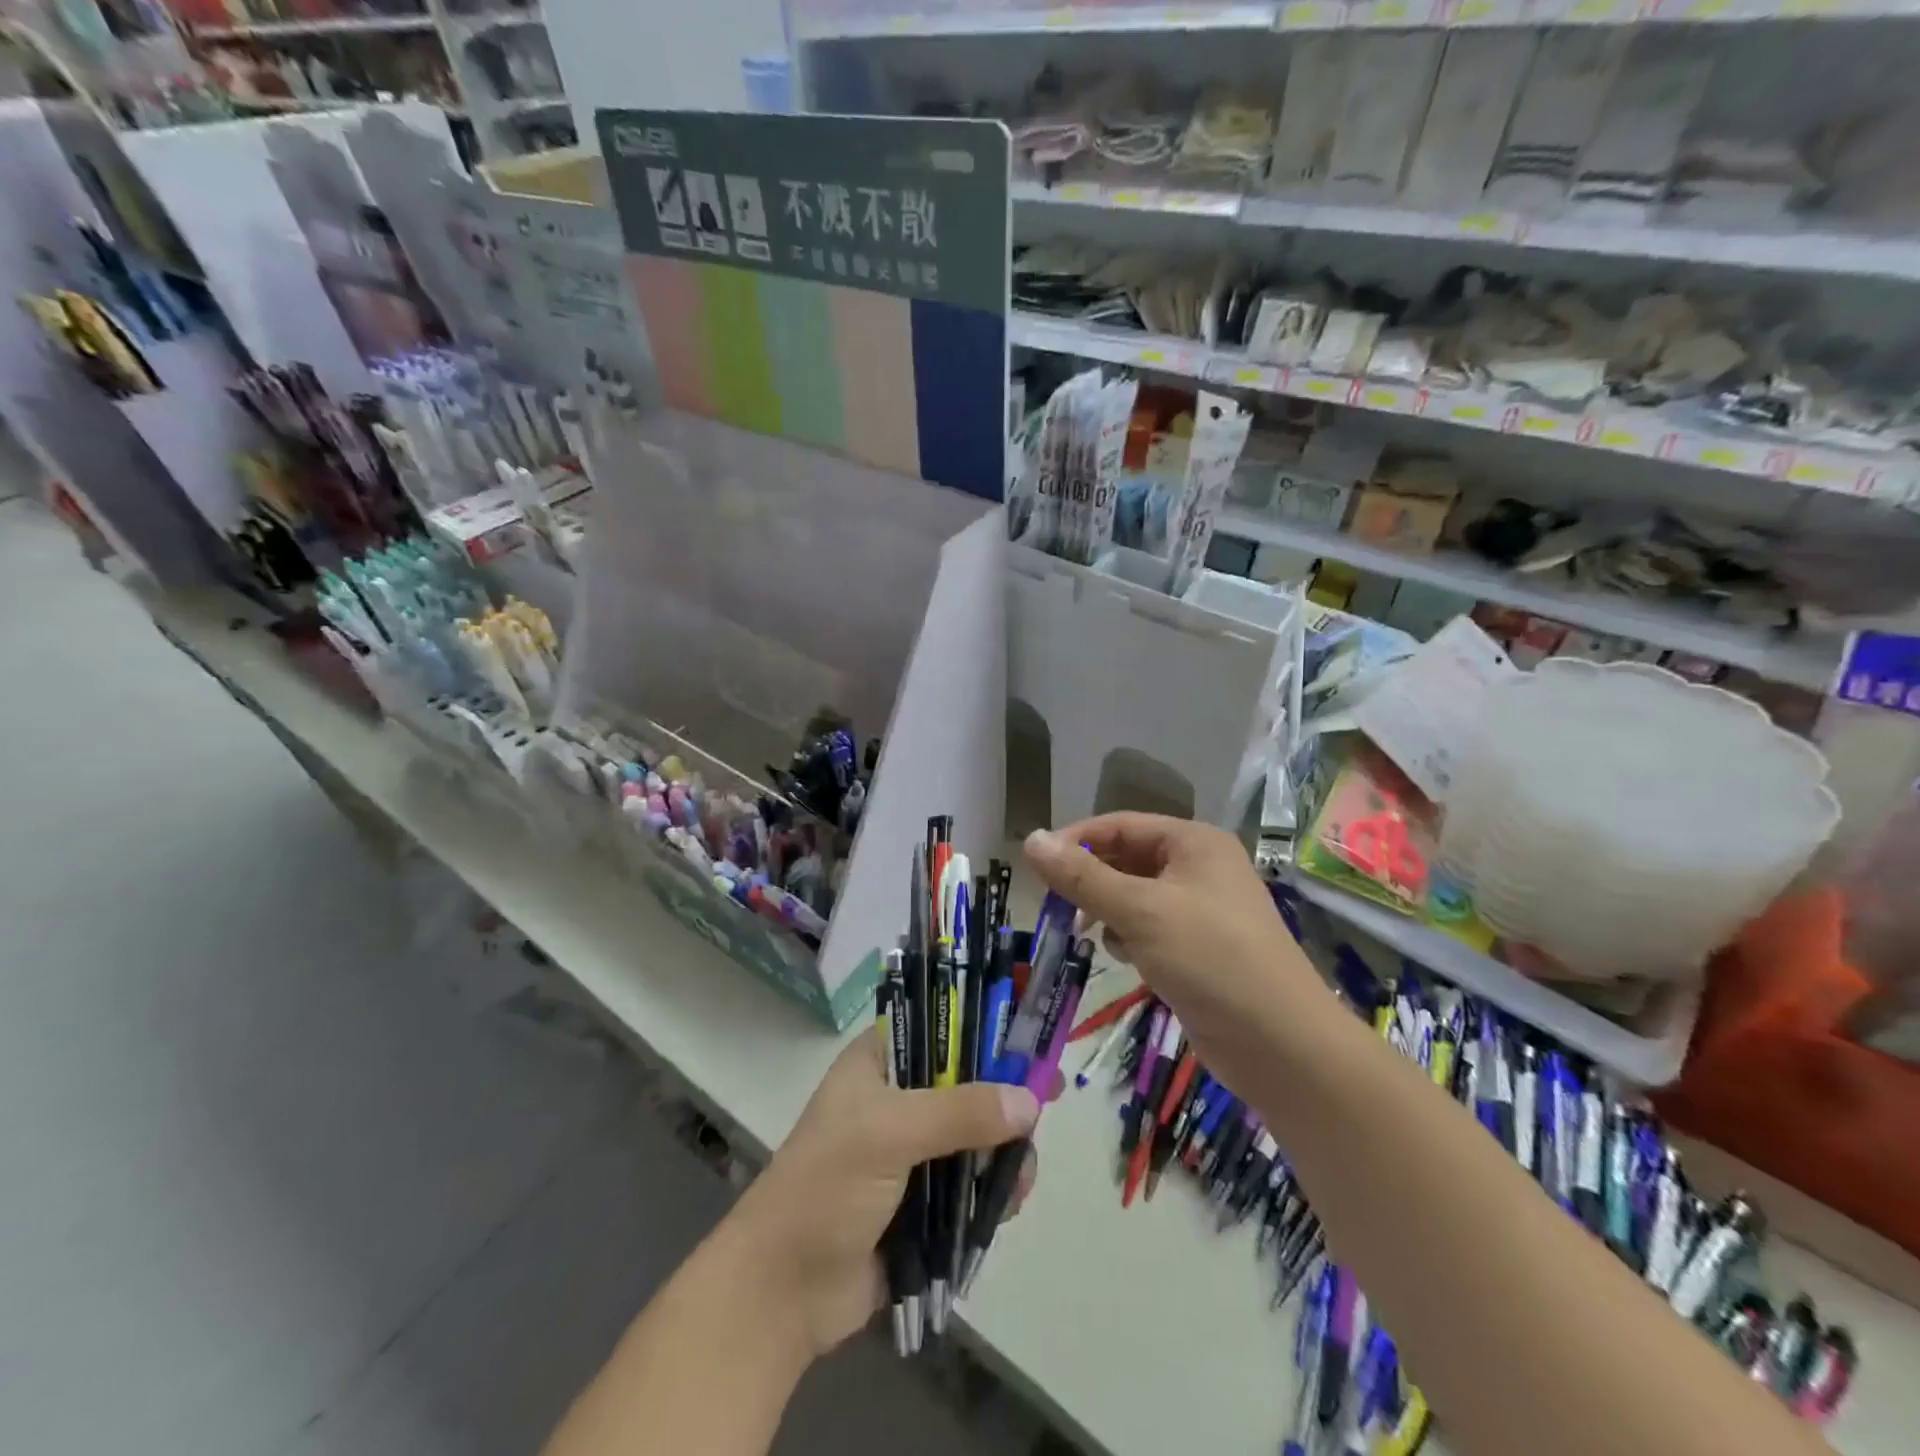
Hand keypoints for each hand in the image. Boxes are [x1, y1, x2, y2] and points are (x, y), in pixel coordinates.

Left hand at [728, 1033, 1039, 1359]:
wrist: (782, 1292)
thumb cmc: (826, 1188)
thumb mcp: (889, 1134)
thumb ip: (960, 1114)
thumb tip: (1030, 1101)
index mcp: (880, 1062)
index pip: (942, 1026)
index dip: (987, 1030)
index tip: (1032, 1041)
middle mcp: (899, 1098)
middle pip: (968, 1081)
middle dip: (1006, 1096)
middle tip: (1050, 1100)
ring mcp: (912, 1151)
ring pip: (976, 1134)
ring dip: (1005, 1150)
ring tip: (1021, 1175)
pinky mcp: (923, 1202)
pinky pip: (972, 1183)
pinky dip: (994, 1189)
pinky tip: (1009, 1203)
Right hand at [1023, 814, 1326, 1060]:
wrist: (1280, 1044)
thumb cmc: (1209, 959)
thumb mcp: (1139, 911)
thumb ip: (1081, 876)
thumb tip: (1030, 839)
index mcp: (1193, 842)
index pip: (1120, 825)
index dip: (1076, 840)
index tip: (1036, 866)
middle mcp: (1200, 867)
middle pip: (1127, 859)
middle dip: (1091, 882)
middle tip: (1057, 907)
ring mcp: (1202, 909)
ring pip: (1134, 896)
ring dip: (1109, 913)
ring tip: (1093, 935)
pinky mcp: (1199, 948)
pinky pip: (1149, 928)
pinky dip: (1131, 939)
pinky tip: (1128, 960)